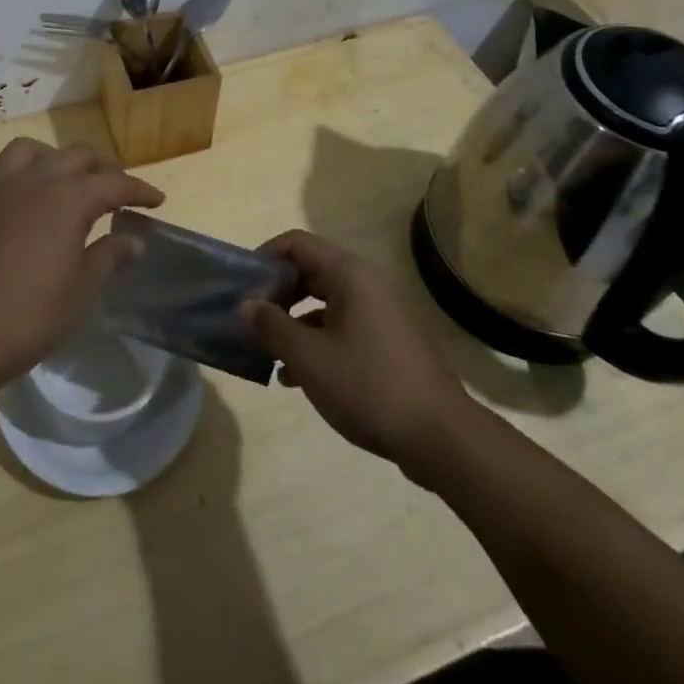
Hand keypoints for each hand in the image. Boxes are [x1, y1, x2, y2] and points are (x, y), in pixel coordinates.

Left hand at [0, 138, 164, 388]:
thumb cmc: (29, 316)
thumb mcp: (81, 290)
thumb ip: (109, 257)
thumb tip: (135, 240)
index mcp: (68, 198)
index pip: (114, 183)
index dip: (139, 190)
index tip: (156, 200)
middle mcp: (34, 179)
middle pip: (76, 157)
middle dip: (102, 169)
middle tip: (116, 192)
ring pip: (29, 151)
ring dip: (53, 160)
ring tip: (62, 181)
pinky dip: (8, 174)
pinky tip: (13, 192)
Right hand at [241, 230, 474, 476]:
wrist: (441, 439)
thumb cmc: (370, 386)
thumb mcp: (309, 358)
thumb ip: (272, 326)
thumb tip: (245, 304)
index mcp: (349, 275)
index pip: (296, 244)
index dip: (265, 257)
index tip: (242, 286)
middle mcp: (365, 286)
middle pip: (308, 272)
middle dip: (275, 294)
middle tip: (250, 320)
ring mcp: (378, 316)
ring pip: (322, 304)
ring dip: (291, 323)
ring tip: (265, 352)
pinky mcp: (385, 345)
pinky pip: (339, 329)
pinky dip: (314, 343)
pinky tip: (294, 377)